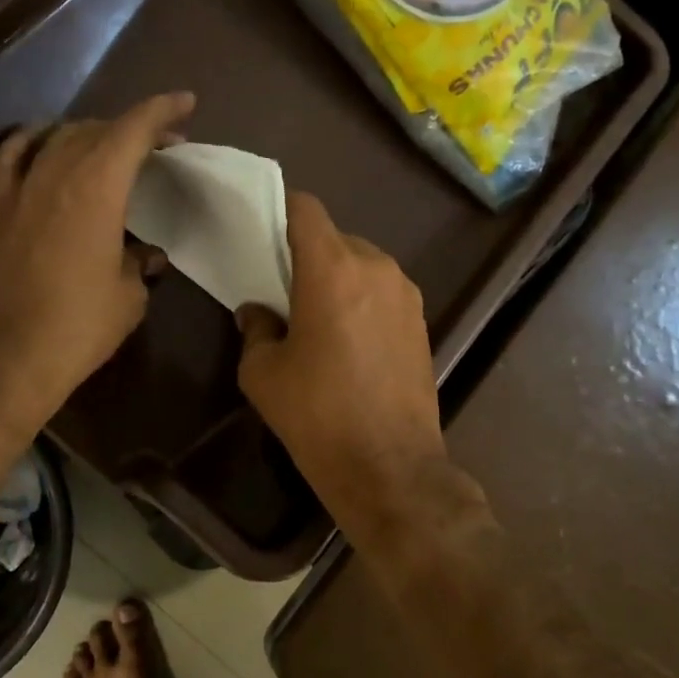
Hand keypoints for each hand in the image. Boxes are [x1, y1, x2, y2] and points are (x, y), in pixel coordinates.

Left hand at [0, 92, 194, 436]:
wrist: (5, 361)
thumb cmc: (78, 328)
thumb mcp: (128, 297)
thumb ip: (139, 265)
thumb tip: (145, 256)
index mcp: (96, 188)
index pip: (132, 130)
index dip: (161, 111)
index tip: (185, 104)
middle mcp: (55, 175)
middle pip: (96, 130)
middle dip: (132, 128)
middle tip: (161, 143)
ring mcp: (20, 191)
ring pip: (57, 138)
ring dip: (89, 133)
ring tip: (111, 145)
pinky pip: (12, 159)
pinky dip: (32, 143)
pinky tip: (44, 144)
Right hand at [236, 191, 451, 538]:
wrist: (390, 467)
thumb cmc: (317, 415)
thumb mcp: (263, 373)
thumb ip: (256, 329)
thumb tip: (258, 313)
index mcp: (333, 269)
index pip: (306, 210)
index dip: (282, 210)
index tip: (263, 230)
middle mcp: (376, 268)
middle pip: (335, 237)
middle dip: (308, 254)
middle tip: (285, 289)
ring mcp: (406, 294)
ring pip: (362, 264)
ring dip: (337, 278)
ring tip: (318, 319)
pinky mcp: (422, 321)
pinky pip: (383, 292)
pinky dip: (362, 300)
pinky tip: (350, 342)